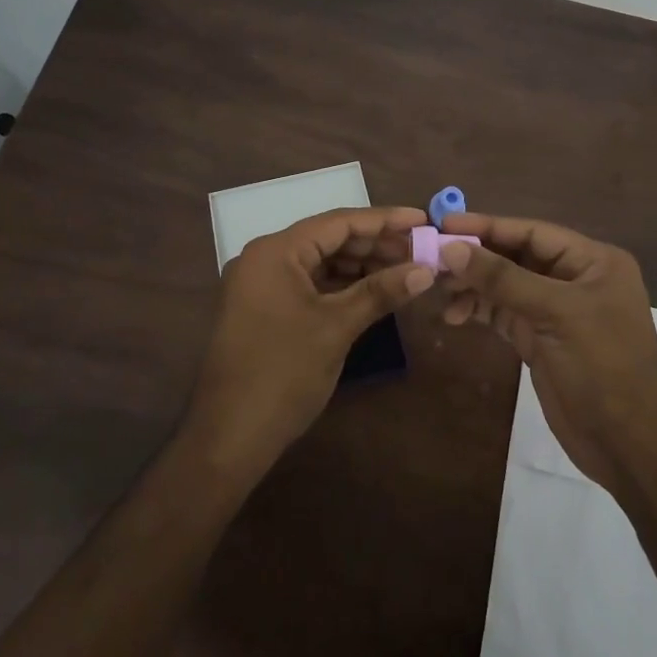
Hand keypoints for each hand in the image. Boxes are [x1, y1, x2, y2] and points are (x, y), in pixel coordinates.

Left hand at [185, 206, 433, 477]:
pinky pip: (310, 283)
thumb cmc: (283, 373)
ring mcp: (263, 284)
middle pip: (329, 239)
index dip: (384, 220)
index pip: (338, 222)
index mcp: (276, 251)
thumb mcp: (336, 328)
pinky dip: (342, 285)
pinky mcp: (266, 308)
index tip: (422, 219)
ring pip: (321, 262)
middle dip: (375, 244)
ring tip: (405, 269)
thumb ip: (380, 292)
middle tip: (420, 249)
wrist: (229, 437)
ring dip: (361, 265)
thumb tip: (426, 270)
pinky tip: (374, 290)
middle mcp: (266, 257)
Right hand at [437, 213, 656, 496]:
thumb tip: (451, 248)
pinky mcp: (540, 338)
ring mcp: (556, 310)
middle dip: (476, 257)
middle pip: (516, 256)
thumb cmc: (602, 366)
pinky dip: (479, 310)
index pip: (533, 232)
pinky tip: (454, 315)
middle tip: (433, 258)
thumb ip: (502, 278)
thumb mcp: (554, 313)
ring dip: (473, 286)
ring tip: (439, 290)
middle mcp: (575, 278)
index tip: (445, 223)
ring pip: (506, 285)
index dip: (488, 226)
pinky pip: (503, 313)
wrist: (628, 445)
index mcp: (593, 261)